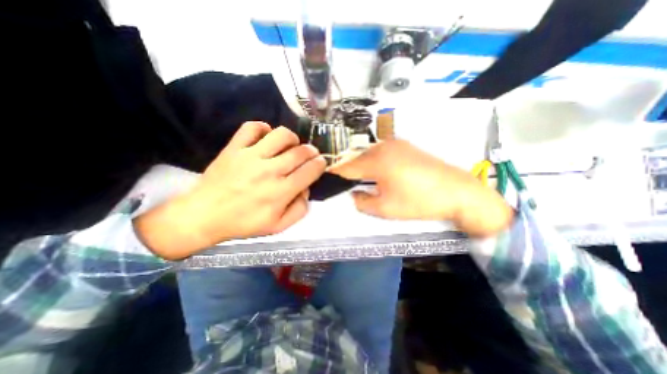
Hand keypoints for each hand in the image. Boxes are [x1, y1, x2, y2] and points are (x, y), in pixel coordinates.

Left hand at [134, 123, 326, 259]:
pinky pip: (252, 127)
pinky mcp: (234, 148)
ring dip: (292, 138)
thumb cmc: (244, 223)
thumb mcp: (279, 226)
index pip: (310, 171)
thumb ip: (300, 209)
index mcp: (281, 192)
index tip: (321, 163)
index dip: (320, 164)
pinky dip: (263, 128)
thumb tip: (306, 189)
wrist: (203, 216)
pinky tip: (266, 138)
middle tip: (310, 155)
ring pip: (281, 135)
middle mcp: (269, 171)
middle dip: (311, 151)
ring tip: (290, 146)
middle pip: (300, 152)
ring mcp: (250, 157)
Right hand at [330, 139, 511, 236]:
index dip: (335, 174)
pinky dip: (374, 161)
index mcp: (377, 160)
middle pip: (357, 158)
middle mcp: (384, 146)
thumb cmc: (420, 202)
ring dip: (361, 166)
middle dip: (348, 170)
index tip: (326, 179)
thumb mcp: (385, 208)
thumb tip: (354, 194)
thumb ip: (362, 201)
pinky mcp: (405, 145)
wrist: (459, 192)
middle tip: (342, 183)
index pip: (347, 167)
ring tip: (358, 179)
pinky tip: (377, 171)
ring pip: (368, 154)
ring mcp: (396, 143)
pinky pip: (381, 152)